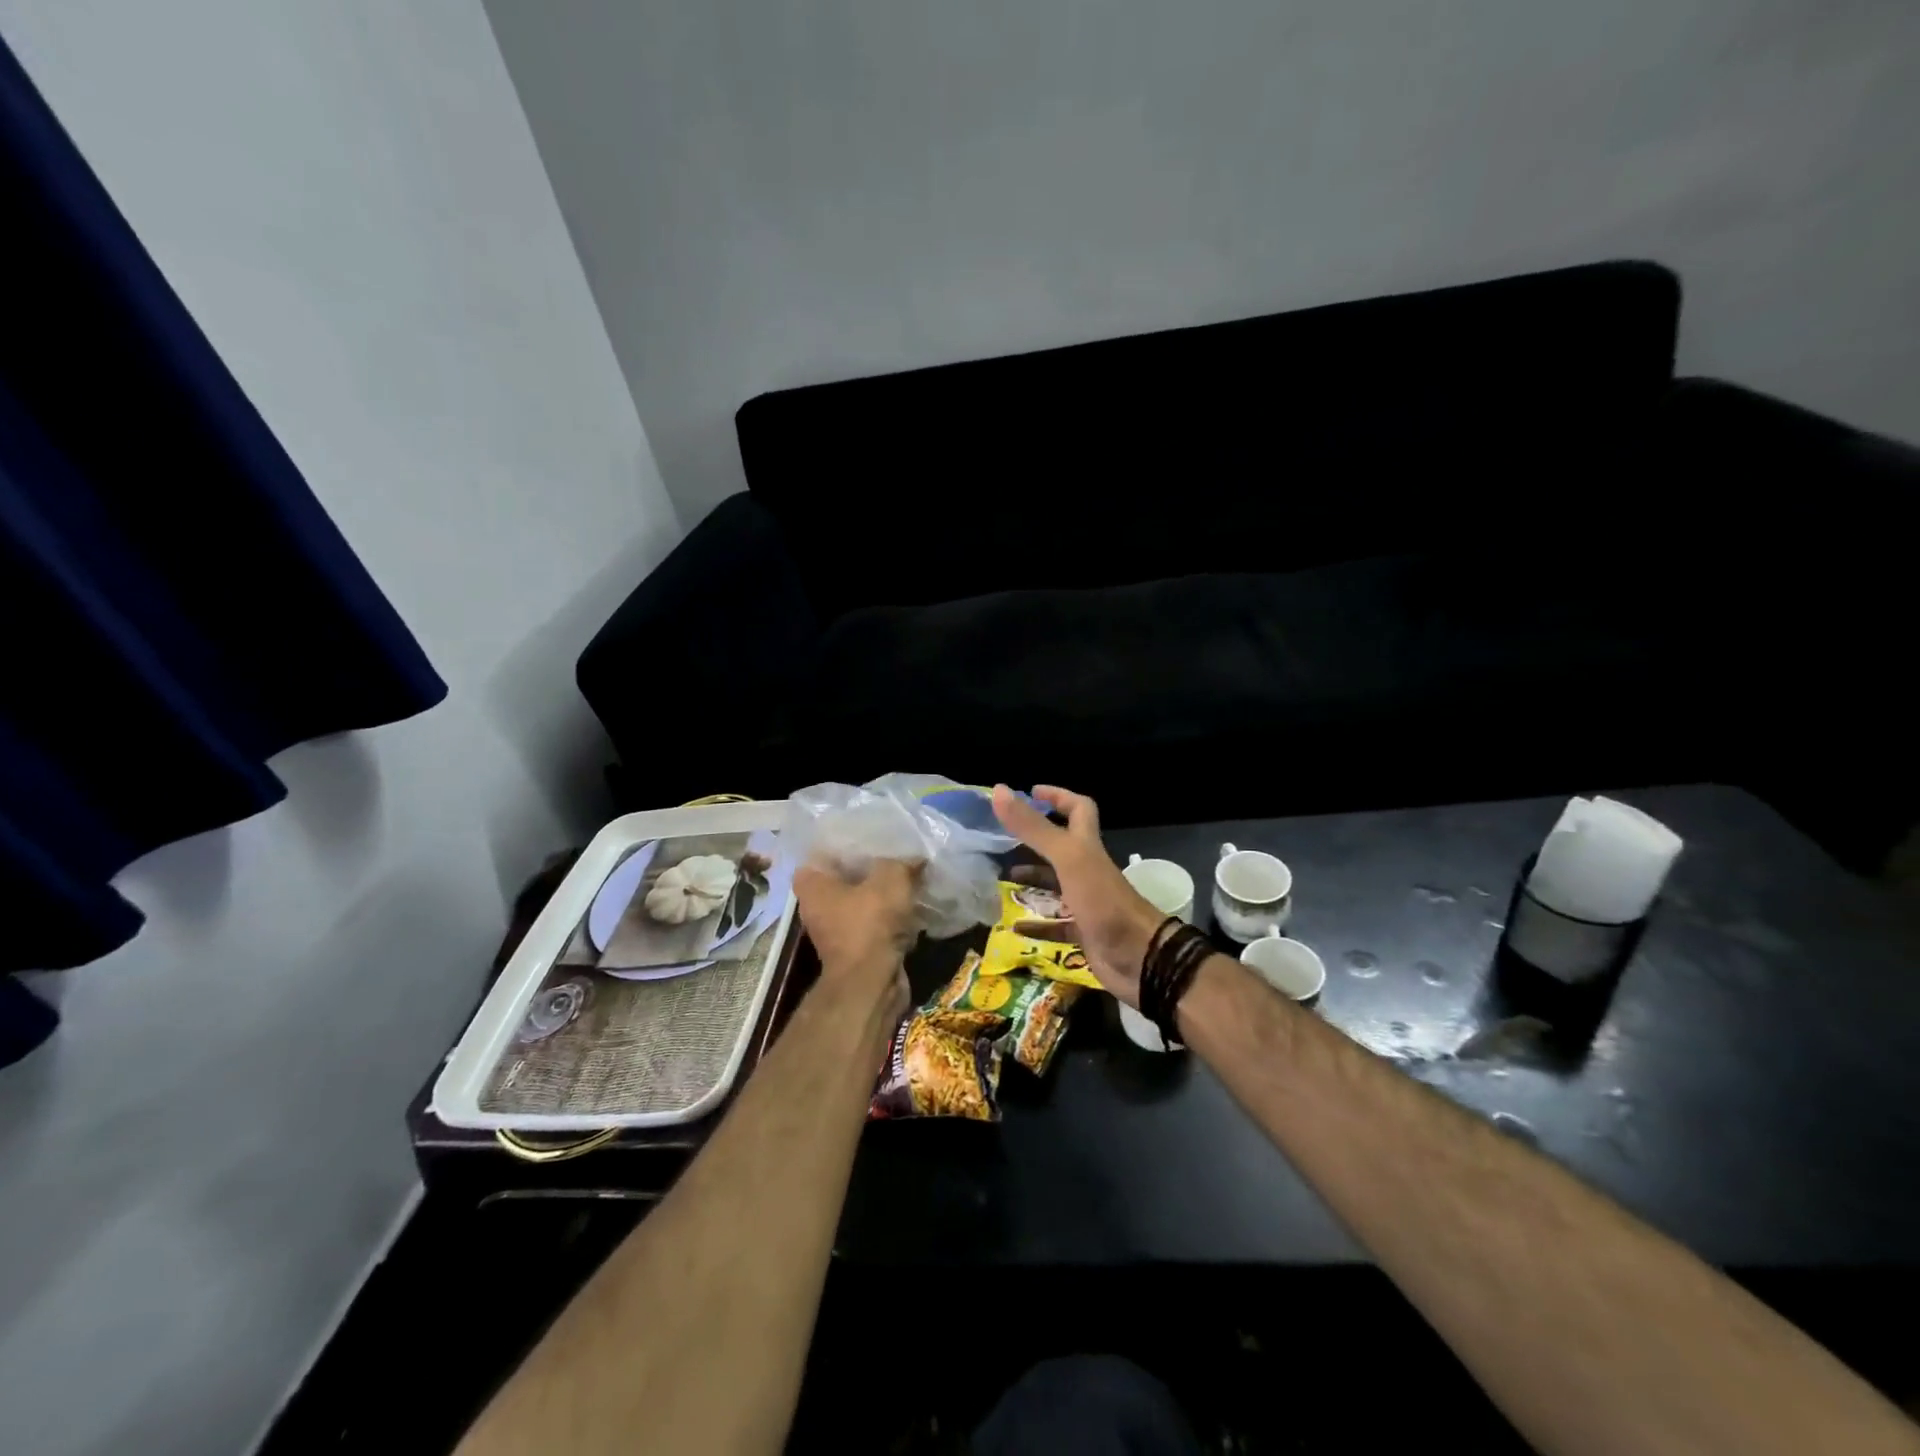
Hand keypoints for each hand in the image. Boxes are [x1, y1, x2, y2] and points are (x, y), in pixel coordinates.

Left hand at [794, 857, 917, 1016]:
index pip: (823, 851)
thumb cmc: (869, 923)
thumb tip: (915, 857)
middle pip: (846, 877)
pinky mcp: (856, 949)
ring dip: (883, 894)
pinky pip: (875, 923)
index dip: (846, 842)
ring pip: (862, 901)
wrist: (871, 984)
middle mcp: (817, 906)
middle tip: (896, 853)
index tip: (871, 836)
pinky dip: (891, 917)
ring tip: (910, 876)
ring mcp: (836, 930)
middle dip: (871, 867)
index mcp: (812, 884)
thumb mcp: (890, 879)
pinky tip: (913, 905)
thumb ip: (901, 861)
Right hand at [991, 785, 1165, 1007]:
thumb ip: (1034, 827)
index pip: (1078, 809)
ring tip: (1001, 880)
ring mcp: (1087, 902)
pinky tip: (1014, 926)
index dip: (1057, 796)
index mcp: (1087, 846)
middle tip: (1003, 840)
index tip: (1029, 792)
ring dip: (1032, 881)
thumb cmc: (1103, 901)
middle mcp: (1088, 869)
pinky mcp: (1084, 932)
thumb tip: (999, 790)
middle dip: (1034, 841)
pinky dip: (1035, 925)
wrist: (1140, 958)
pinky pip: (1055, 926)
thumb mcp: (1067, 858)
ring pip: (1055, 885)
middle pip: (1061, 847)